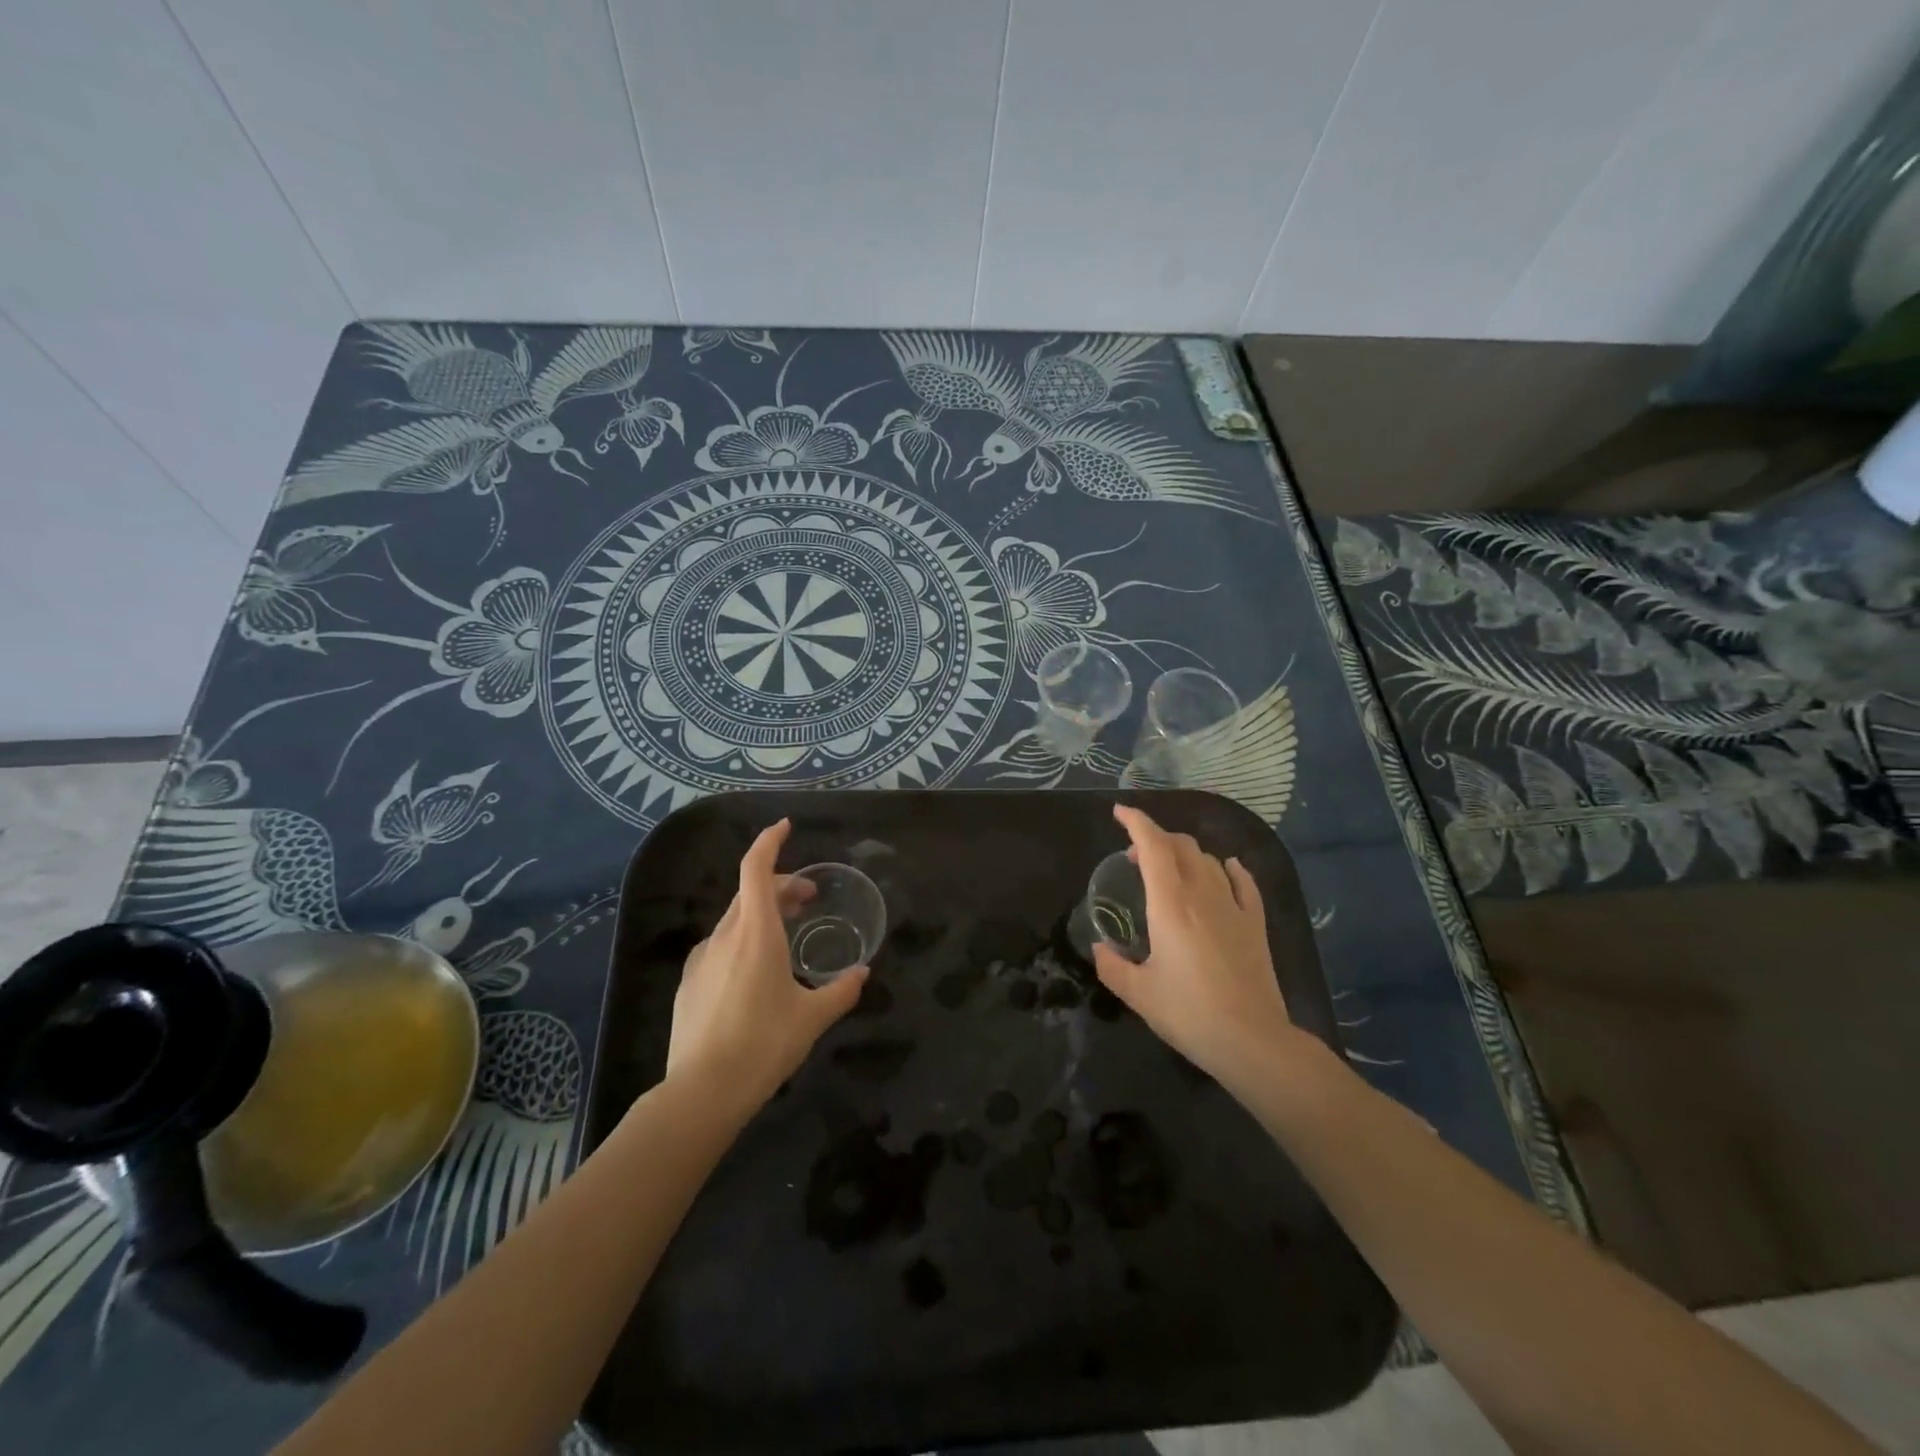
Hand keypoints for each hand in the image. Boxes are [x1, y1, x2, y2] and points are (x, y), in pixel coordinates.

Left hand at [665, 819, 866, 1114]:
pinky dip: (742, 940)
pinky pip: (719, 946)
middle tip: (808, 899)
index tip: (785, 827)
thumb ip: (841, 991)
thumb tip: (862, 973)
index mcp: (756, 934)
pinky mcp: (689, 983)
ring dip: (761, 913)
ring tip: (786, 934)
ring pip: (734, 920)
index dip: (769, 842)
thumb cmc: (764, 1045)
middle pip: (750, 892)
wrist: (701, 1093)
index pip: (756, 869)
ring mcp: (701, 959)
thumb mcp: (812, 1018)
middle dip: (780, 885)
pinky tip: (754, 971)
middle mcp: (725, 936)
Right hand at [1091, 805, 1301, 1088]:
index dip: (1136, 822)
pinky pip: (1243, 882)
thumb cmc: (1190, 1014)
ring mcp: (1233, 907)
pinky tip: (1225, 870)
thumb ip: (1112, 966)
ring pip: (1209, 860)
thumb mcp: (1138, 994)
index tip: (1119, 812)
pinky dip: (1228, 869)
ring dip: (1185, 853)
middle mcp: (1202, 894)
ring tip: (1170, 868)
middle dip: (1155, 838)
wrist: (1253, 1041)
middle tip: (1134, 856)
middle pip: (1181, 846)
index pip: (1152, 846)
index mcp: (1170, 905)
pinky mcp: (1255, 924)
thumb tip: (1100, 948)